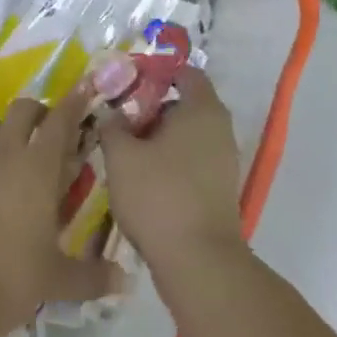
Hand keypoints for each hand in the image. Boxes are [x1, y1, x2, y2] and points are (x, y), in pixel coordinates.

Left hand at [0, 86, 121, 336]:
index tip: (83, 90)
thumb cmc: (7, 280)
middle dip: (36, 114)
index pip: (61, 121)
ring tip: (4, 151)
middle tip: (43, 134)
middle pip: (23, 110)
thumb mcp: (55, 281)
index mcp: (39, 168)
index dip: (74, 103)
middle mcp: (5, 151)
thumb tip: (126, 281)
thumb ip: (92, 276)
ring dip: (1, 130)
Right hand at [99, 66, 244, 273]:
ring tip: (125, 151)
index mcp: (202, 108)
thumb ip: (112, 126)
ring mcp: (224, 161)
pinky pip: (192, 160)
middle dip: (151, 108)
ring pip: (187, 135)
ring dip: (158, 138)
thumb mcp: (121, 156)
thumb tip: (112, 114)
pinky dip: (170, 161)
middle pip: (184, 104)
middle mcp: (220, 128)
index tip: (127, 84)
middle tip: (119, 119)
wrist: (199, 263)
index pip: (185, 72)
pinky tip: (143, 179)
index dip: (156, 73)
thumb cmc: (159, 195)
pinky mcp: (220, 189)